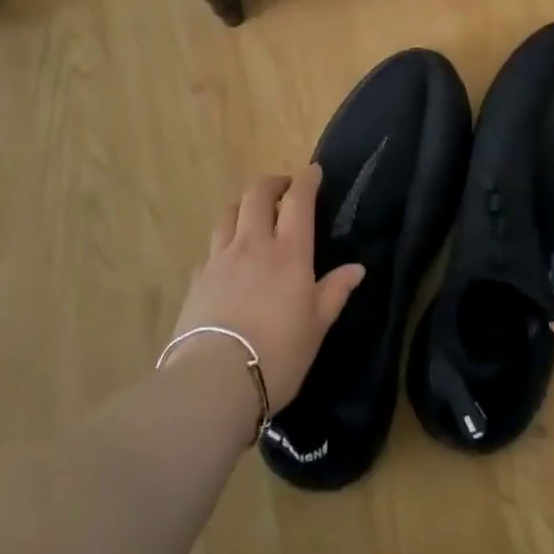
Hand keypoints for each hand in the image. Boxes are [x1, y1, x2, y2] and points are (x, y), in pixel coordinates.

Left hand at [166, 166, 364, 414]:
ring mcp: (220, 258)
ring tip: (253, 213)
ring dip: (244, 205)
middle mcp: (253, 244)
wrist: (213, 381)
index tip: (313, 172)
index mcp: (288, 252)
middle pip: (257, 194)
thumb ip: (335, 292)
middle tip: (284, 188)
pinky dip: (225, 240)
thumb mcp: (316, 326)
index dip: (306, 180)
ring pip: (230, 213)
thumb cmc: (277, 354)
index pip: (298, 200)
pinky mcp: (197, 278)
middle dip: (272, 183)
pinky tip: (228, 258)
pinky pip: (212, 246)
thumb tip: (356, 268)